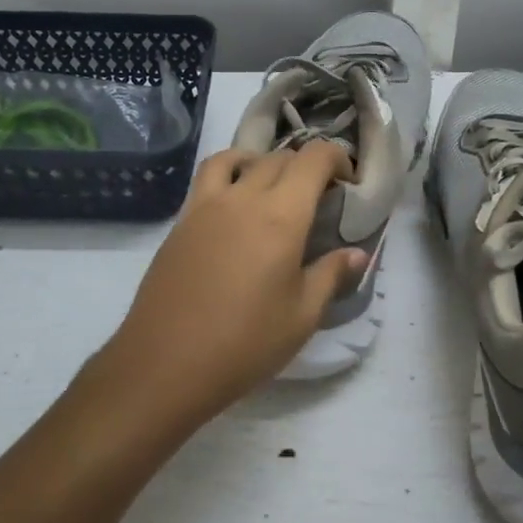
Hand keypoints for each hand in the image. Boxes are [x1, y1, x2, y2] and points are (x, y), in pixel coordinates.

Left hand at [103, 142, 366, 426]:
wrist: (166, 364)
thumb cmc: (245, 344)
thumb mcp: (302, 316)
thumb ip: (330, 275)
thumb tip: (356, 254)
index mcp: (281, 217)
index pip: (313, 159)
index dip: (337, 158)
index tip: (348, 181)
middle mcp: (243, 198)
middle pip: (279, 158)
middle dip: (306, 167)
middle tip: (319, 197)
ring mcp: (206, 206)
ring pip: (239, 158)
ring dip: (264, 162)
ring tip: (273, 188)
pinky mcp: (181, 221)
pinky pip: (207, 176)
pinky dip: (229, 172)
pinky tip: (234, 205)